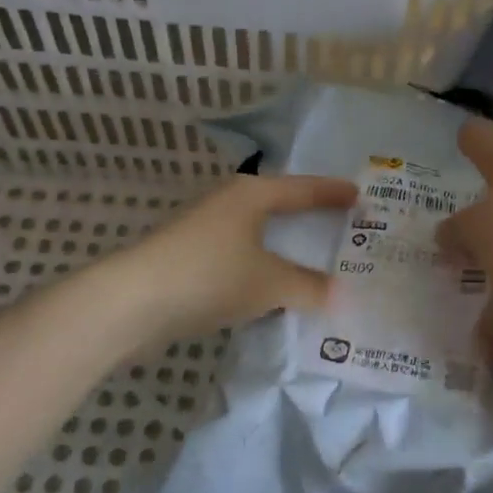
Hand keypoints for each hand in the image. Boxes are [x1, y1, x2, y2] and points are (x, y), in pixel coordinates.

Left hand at [113, 173, 357, 340]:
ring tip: (313, 258)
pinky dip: (262, 267)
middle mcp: (229, 203)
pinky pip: (240, 257)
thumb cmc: (210, 275)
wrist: (132, 303)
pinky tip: (272, 287)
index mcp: (252, 194)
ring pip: (257, 233)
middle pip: (278, 206)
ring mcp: (206, 230)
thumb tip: (339, 294)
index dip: (332, 193)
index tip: (359, 195)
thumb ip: (307, 286)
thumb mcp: (268, 282)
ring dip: (283, 246)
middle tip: (341, 224)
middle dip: (308, 216)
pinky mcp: (190, 259)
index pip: (303, 189)